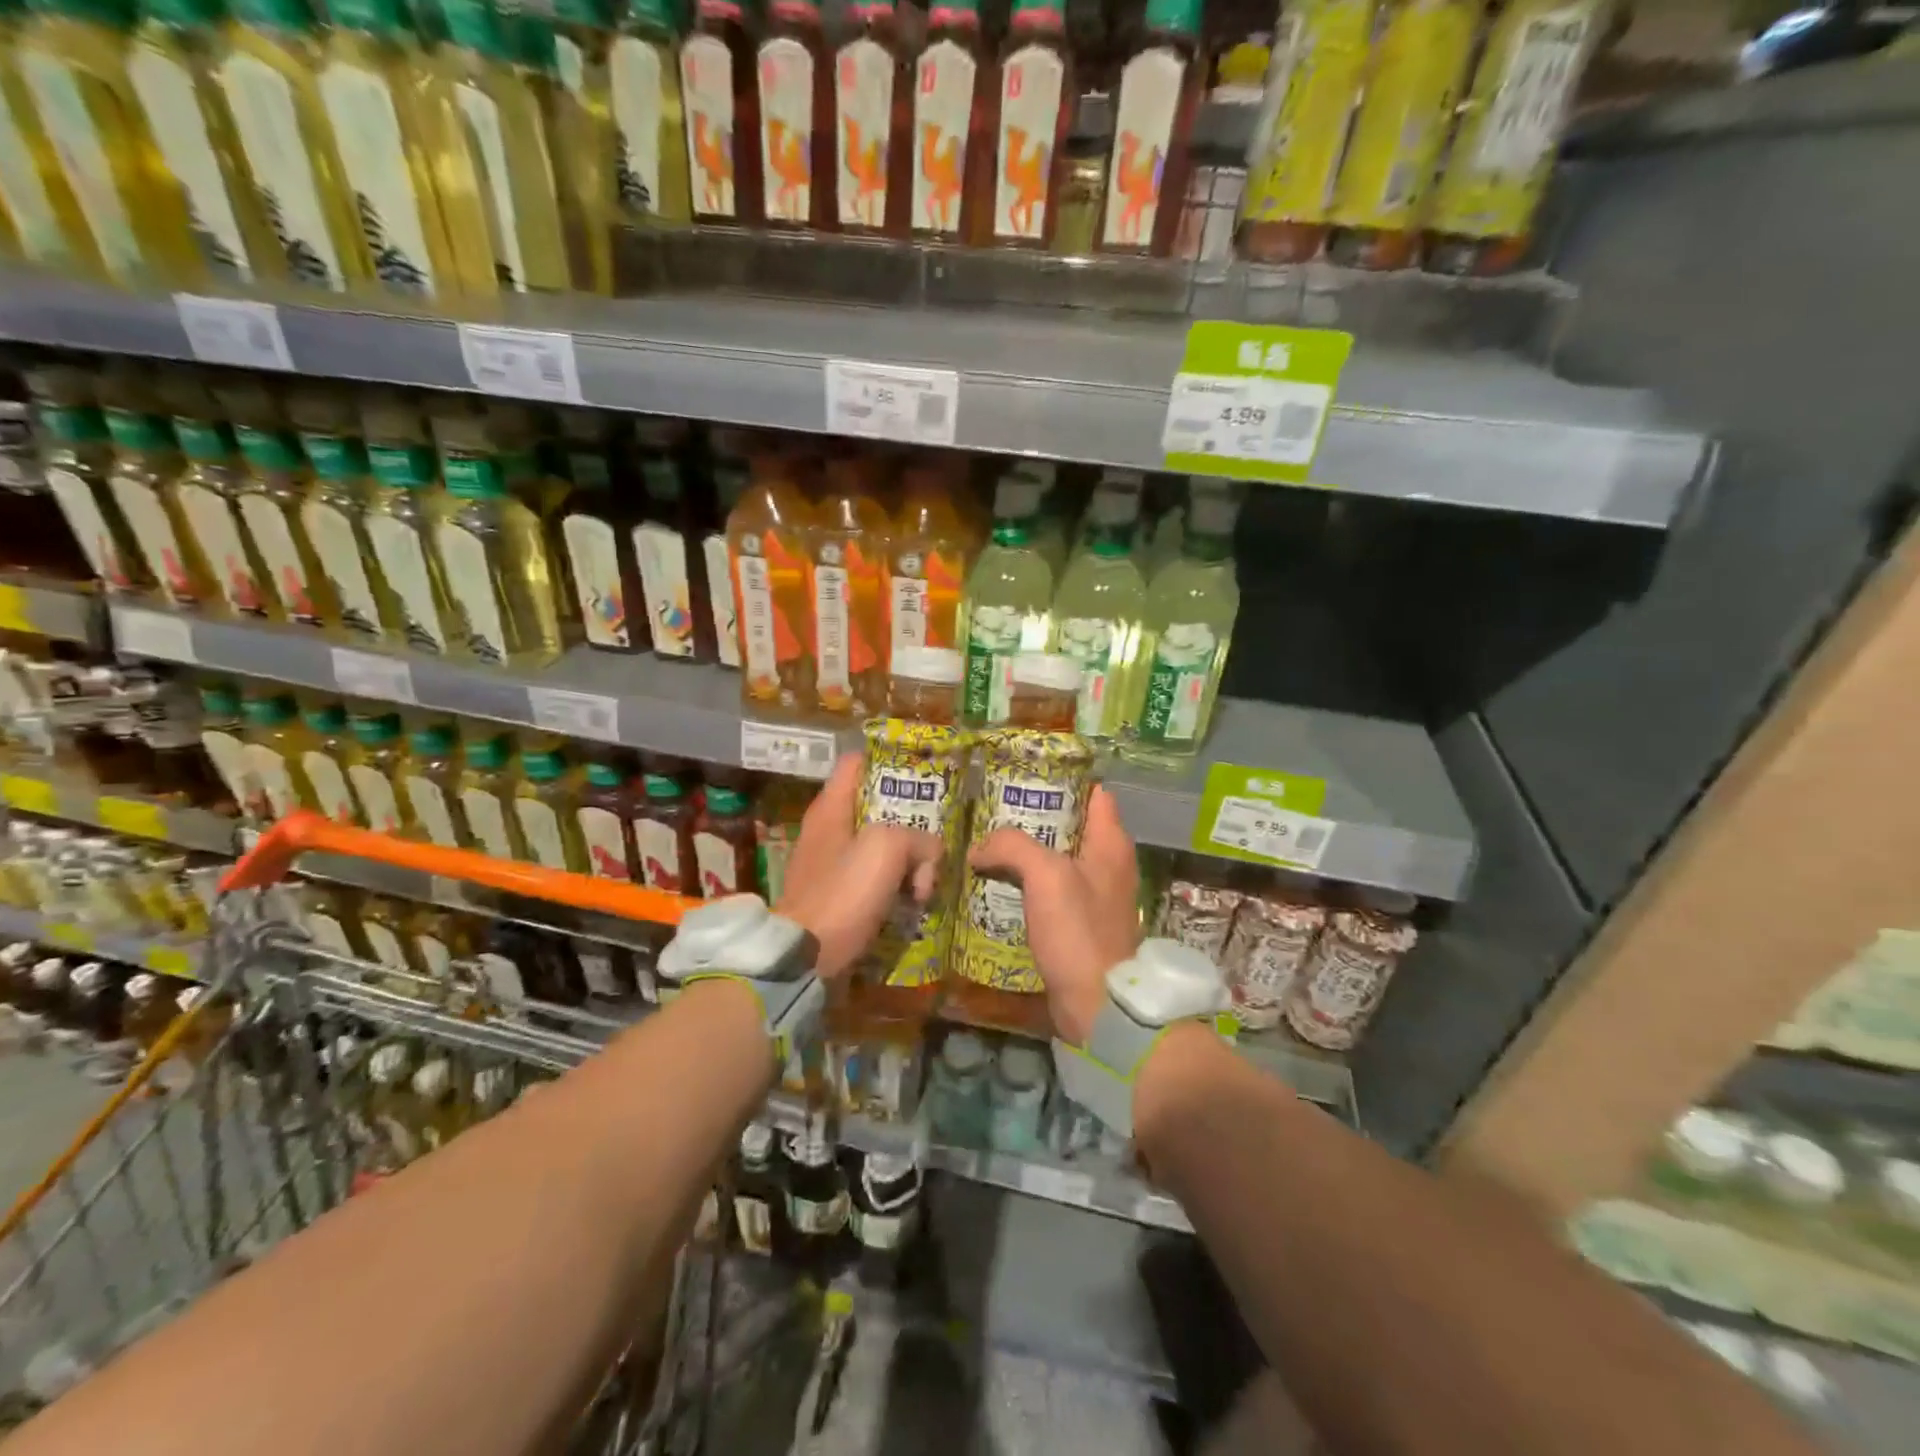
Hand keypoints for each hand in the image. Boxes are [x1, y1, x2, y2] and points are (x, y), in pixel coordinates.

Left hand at [775, 754, 944, 978]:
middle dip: (909, 818)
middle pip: (875, 806)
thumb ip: (918, 839)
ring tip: (929, 875)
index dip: (889, 761)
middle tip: (938, 831)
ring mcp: (829, 864)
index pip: (858, 762)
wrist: (805, 957)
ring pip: (879, 845)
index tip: (921, 773)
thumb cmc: (843, 892)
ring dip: (906, 857)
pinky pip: (873, 877)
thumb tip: (929, 856)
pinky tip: (913, 899)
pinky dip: (894, 883)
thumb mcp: (888, 849)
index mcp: (831, 807)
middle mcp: (827, 829)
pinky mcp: (835, 895)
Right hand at [966, 786, 1138, 1043]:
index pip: (1093, 794)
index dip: (1063, 780)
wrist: (1097, 1003)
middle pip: (1070, 826)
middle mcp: (1109, 864)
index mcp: (1111, 844)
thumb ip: (1013, 847)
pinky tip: (997, 883)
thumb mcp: (1046, 876)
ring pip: (1057, 859)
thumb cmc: (1078, 931)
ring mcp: (1096, 895)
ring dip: (1026, 852)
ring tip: (987, 844)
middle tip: (993, 810)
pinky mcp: (1080, 923)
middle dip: (1034, 816)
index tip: (1025, 776)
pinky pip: (1051, 890)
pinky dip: (1027, 883)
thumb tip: (979, 848)